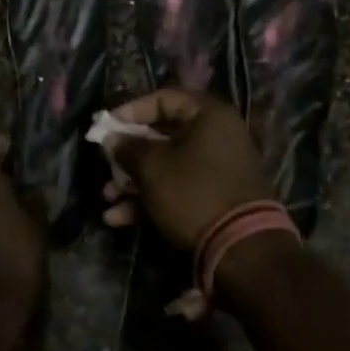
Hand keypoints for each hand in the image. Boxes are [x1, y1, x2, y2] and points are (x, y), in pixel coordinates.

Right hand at [100, 89, 273, 249]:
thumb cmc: (194, 193)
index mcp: (209, 116)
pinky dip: (150, 201)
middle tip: (106, 166)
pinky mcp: (215, 200)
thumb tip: (113, 139)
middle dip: (129, 155)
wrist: (242, 251)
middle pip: (163, 136)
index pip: (164, 99)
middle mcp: (217, 137)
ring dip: (134, 182)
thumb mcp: (153, 167)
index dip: (131, 110)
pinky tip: (119, 219)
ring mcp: (217, 170)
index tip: (107, 126)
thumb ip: (128, 148)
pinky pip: (178, 190)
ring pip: (167, 167)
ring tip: (107, 199)